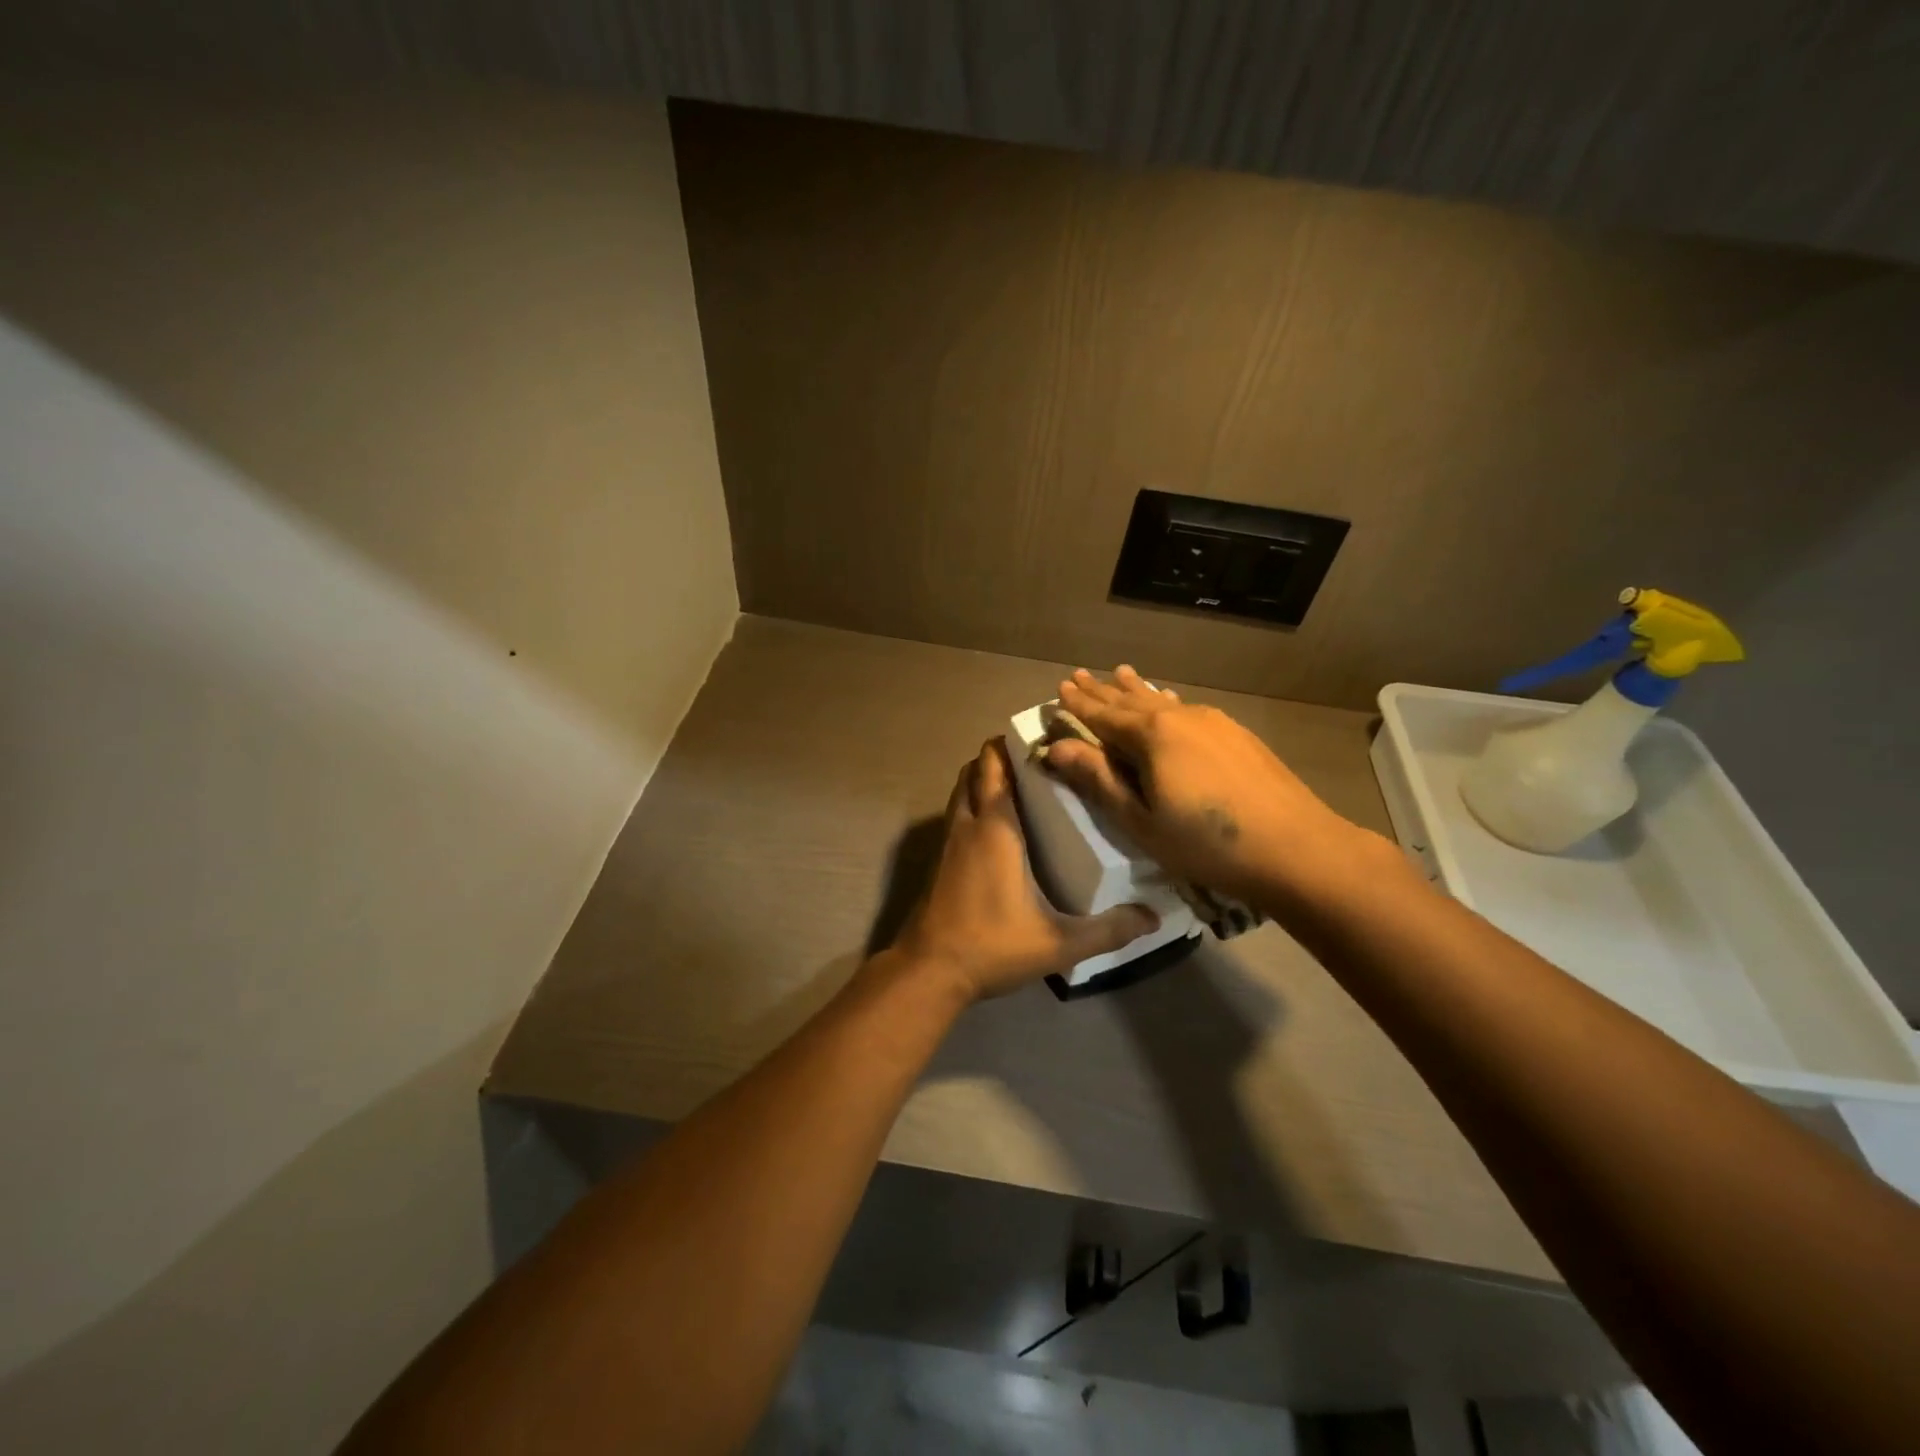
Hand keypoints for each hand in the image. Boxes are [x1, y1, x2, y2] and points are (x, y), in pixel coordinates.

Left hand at [892, 739, 1157, 1001]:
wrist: (928, 971)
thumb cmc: (991, 945)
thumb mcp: (1058, 942)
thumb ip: (1108, 930)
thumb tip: (1154, 917)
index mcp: (995, 828)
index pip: (996, 766)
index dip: (1012, 744)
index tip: (1042, 738)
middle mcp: (968, 824)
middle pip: (975, 770)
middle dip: (998, 756)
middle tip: (1037, 761)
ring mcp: (948, 842)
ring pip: (961, 791)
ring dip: (982, 779)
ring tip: (1020, 786)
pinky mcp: (939, 861)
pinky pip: (956, 814)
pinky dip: (972, 804)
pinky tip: (998, 828)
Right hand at [1043, 666, 1384, 911]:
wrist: (1296, 847)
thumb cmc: (1206, 844)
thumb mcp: (1141, 820)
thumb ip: (1099, 780)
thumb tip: (1056, 748)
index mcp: (1152, 736)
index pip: (1103, 715)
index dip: (1079, 704)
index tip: (1059, 688)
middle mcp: (1180, 717)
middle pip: (1131, 701)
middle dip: (1102, 691)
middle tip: (1079, 676)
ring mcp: (1213, 722)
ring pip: (1162, 700)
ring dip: (1136, 690)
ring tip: (1119, 673)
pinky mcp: (1237, 734)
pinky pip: (1188, 708)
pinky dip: (1166, 702)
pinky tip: (1169, 700)